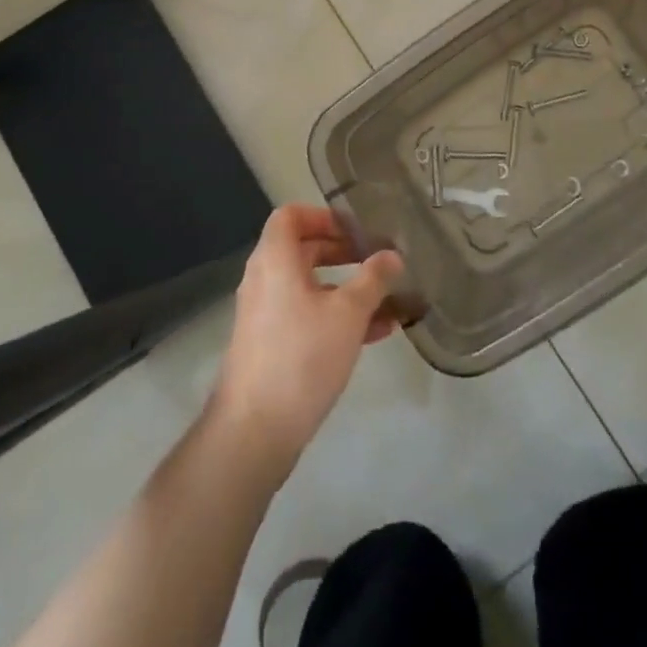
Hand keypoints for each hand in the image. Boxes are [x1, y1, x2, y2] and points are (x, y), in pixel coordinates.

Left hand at [210, 204, 402, 478]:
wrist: (254, 431)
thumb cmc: (302, 356)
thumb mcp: (348, 313)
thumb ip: (373, 279)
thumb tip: (392, 255)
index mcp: (275, 260)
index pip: (291, 215)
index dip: (323, 215)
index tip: (356, 229)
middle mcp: (264, 280)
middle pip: (302, 249)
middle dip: (342, 251)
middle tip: (375, 259)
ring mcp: (265, 315)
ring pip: (309, 287)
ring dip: (346, 288)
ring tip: (387, 300)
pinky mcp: (270, 345)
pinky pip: (306, 315)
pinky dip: (336, 316)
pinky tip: (376, 334)